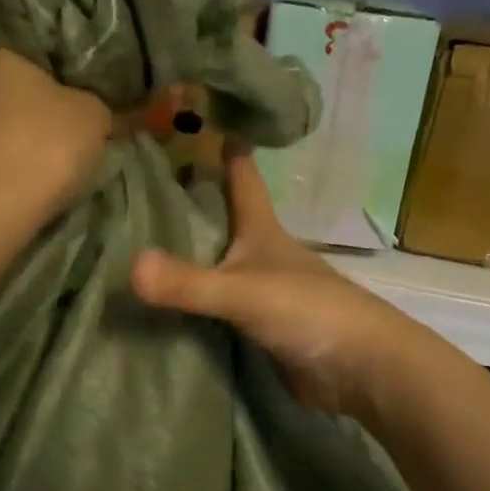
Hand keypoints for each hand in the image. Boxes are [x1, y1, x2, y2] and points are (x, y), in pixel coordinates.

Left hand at [0, 38, 112, 216]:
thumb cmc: (39, 145)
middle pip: (6, 78)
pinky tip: (28, 173)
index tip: (82, 74)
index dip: (58, 55)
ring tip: (54, 148)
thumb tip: (103, 106)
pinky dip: (4, 157)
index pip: (25, 35)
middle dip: (37, 95)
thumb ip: (101, 102)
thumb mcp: (92, 115)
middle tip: (74, 112)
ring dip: (18, 129)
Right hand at [129, 150, 421, 418]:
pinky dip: (196, 301)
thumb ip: (189, 282)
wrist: (359, 369)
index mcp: (264, 231)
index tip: (202, 121)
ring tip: (142, 244)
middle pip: (226, 220)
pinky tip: (167, 304)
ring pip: (221, 265)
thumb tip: (130, 267)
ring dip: (192, 256)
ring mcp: (264, 293)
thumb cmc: (308, 312)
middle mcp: (264, 256)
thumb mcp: (243, 292)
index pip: (243, 179)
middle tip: (143, 187)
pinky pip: (219, 307)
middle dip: (194, 204)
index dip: (227, 151)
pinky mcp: (262, 328)